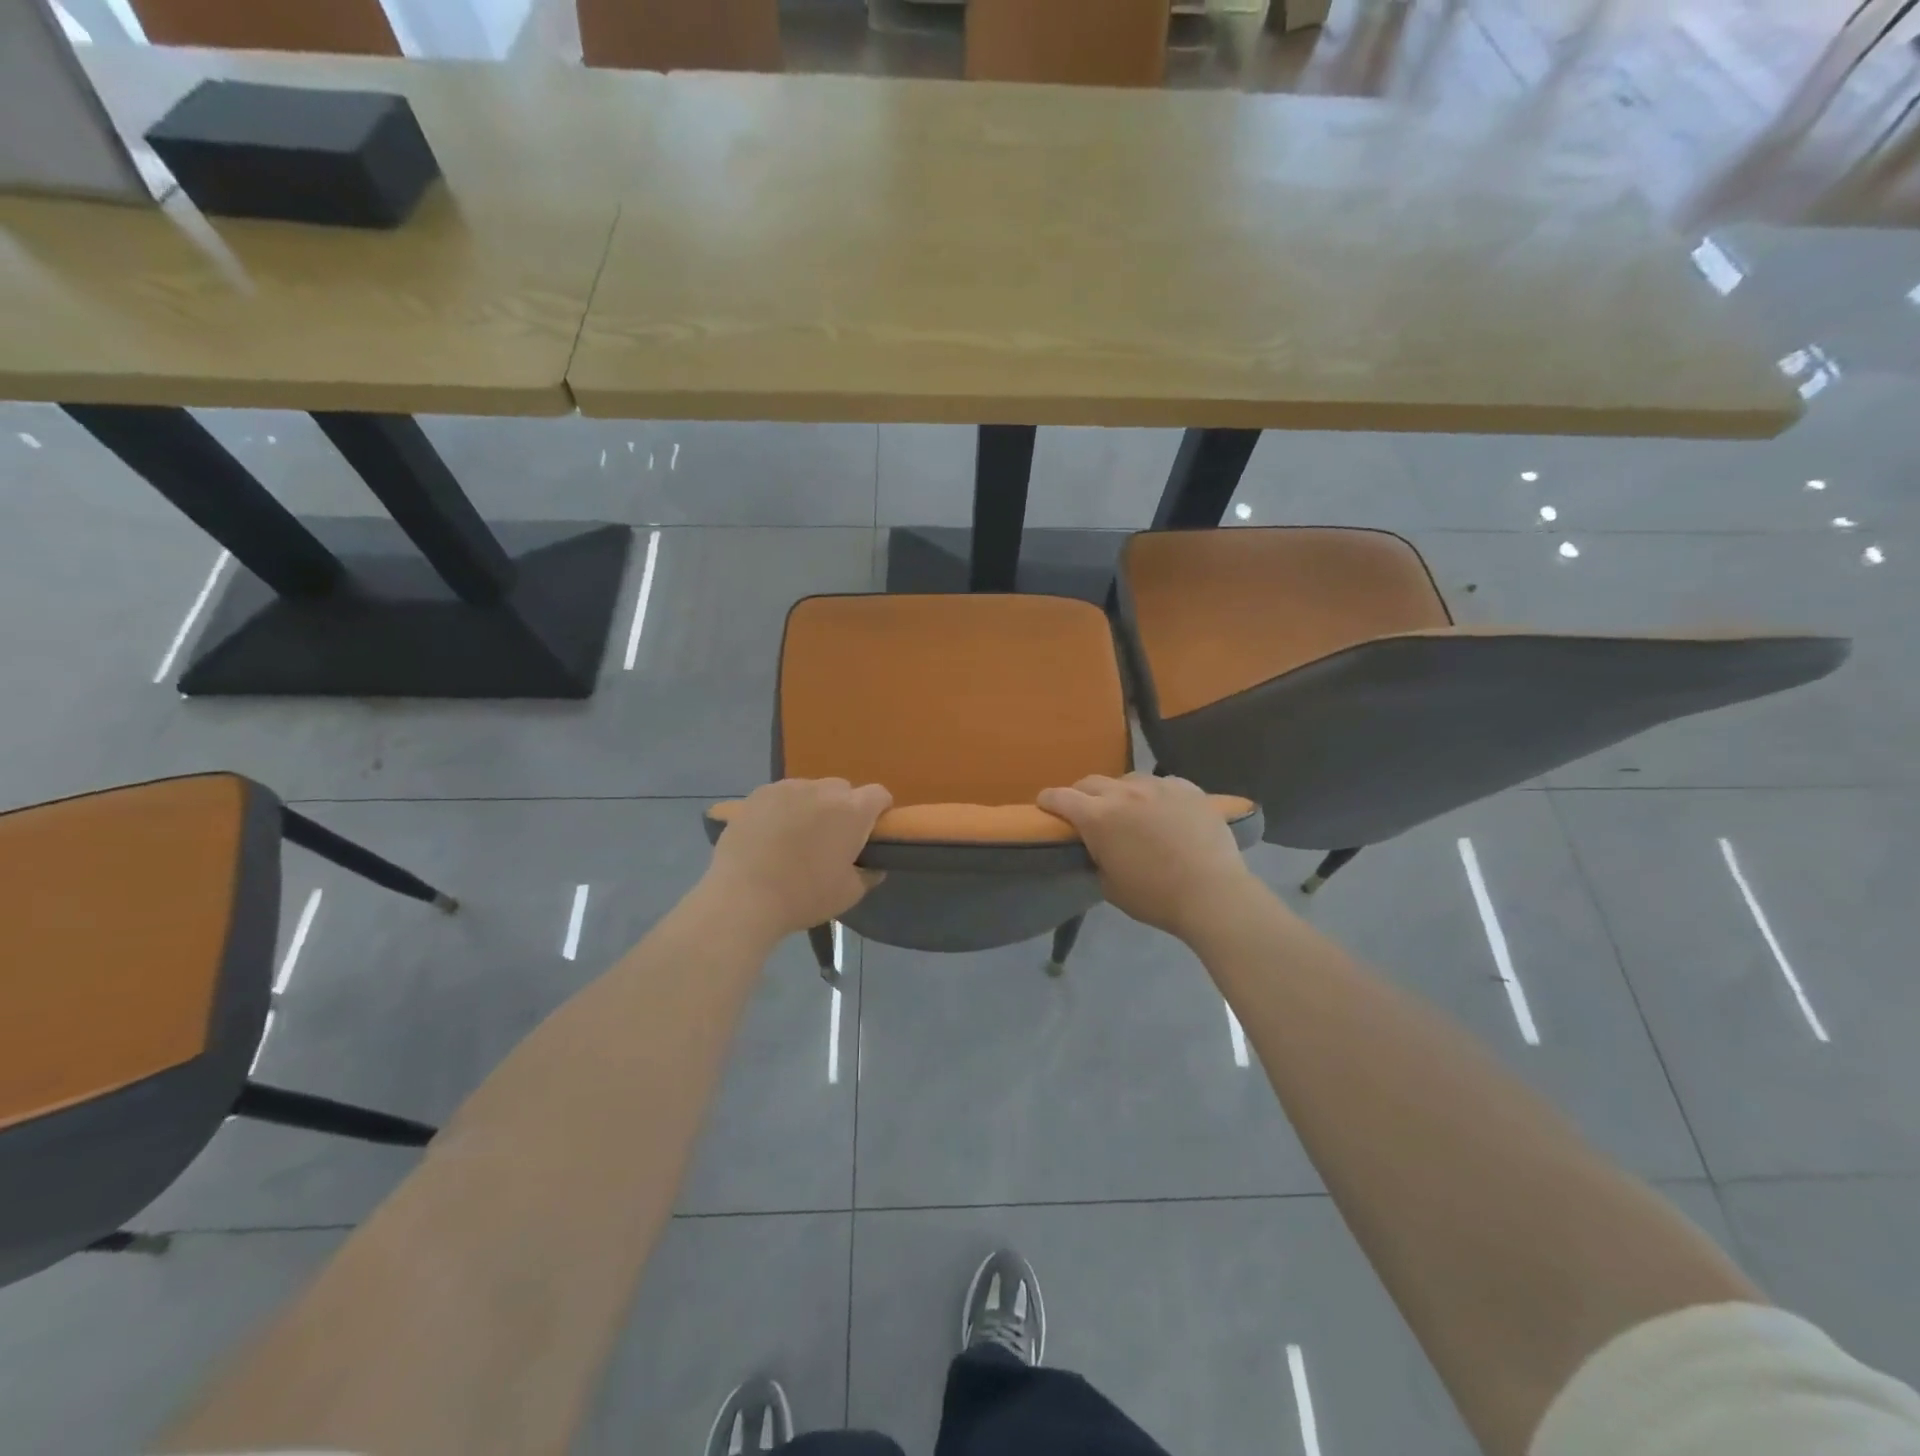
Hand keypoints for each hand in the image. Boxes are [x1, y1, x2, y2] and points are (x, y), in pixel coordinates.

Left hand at [702, 778, 891, 940]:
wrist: (743, 898)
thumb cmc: (804, 897)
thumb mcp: (849, 894)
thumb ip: (868, 873)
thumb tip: (873, 864)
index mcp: (852, 811)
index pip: (879, 794)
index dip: (879, 811)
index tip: (870, 832)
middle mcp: (823, 790)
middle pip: (843, 789)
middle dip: (844, 808)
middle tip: (831, 838)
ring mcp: (788, 788)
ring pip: (811, 790)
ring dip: (812, 806)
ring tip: (796, 836)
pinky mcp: (759, 793)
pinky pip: (782, 795)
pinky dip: (784, 808)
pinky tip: (771, 834)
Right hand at [1038, 773, 1262, 940]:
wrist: (1212, 893)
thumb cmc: (1155, 897)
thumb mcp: (1109, 885)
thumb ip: (1097, 857)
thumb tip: (1098, 847)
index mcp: (1097, 817)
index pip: (1059, 797)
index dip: (1048, 801)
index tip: (1045, 806)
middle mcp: (1123, 793)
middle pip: (1090, 782)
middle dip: (1082, 795)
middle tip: (1087, 812)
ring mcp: (1158, 786)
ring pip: (1127, 780)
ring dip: (1120, 793)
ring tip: (1130, 811)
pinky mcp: (1187, 787)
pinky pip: (1162, 784)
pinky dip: (1155, 795)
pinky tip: (1164, 811)